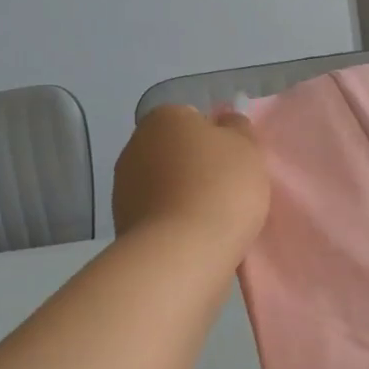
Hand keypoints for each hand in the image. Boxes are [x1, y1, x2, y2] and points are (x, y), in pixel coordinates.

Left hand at [112, 103, 269, 257]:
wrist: (184, 250)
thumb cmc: (221, 187)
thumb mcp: (246, 147)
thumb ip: (236, 128)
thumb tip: (224, 121)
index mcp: (164, 118)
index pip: (192, 119)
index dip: (215, 141)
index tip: (232, 164)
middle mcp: (135, 144)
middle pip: (175, 152)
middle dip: (195, 168)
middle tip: (225, 191)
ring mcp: (123, 185)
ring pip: (163, 184)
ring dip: (182, 196)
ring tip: (211, 220)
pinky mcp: (122, 222)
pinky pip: (157, 214)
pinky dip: (172, 221)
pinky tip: (192, 237)